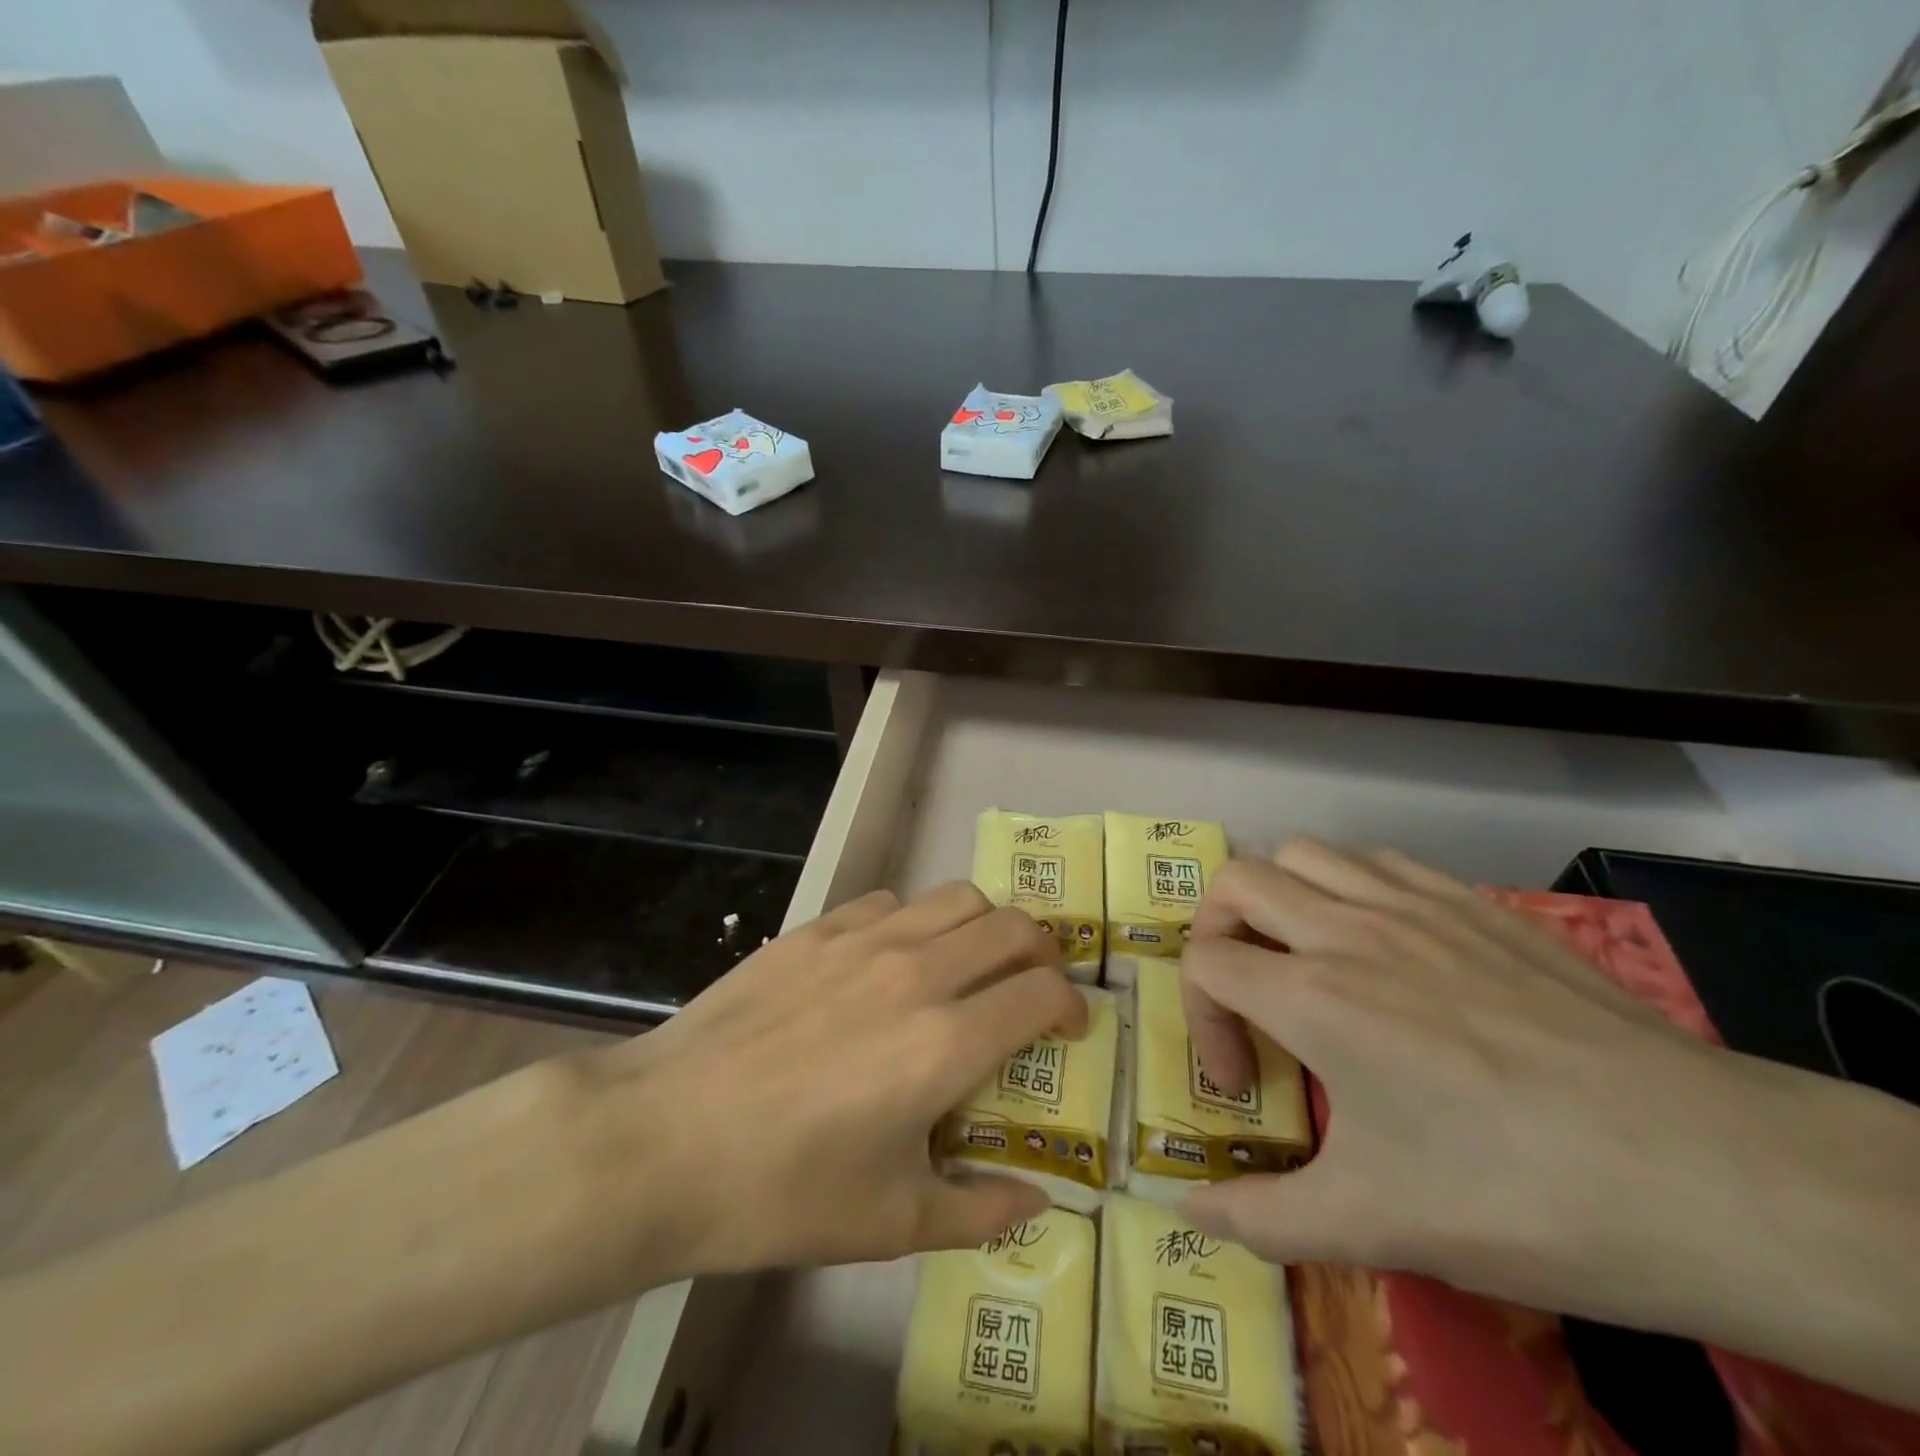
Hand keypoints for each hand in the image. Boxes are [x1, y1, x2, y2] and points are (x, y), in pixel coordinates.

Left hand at [574, 883, 1084, 1279]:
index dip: (1071, 1007)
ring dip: (983, 927)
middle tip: (1032, 987)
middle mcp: (917, 971)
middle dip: (1042, 953)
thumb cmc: (782, 1190)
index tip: (1069, 1030)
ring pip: (956, 898)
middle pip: (1013, 926)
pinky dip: (913, 923)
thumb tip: (1035, 1199)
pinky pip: (889, 903)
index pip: (1043, 992)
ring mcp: (863, 940)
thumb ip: (978, 1210)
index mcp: (946, 1040)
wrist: (662, 1139)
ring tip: (969, 965)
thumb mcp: (890, 1222)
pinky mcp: (815, 929)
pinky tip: (888, 962)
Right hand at [1177, 840, 1795, 1320]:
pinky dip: (1350, 885)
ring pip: (1305, 854)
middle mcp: (1349, 930)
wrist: (1711, 1176)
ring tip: (1304, 957)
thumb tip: (1186, 1210)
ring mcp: (1417, 906)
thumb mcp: (1376, 1226)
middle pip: (1236, 882)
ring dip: (1280, 896)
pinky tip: (1381, 941)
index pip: (1204, 964)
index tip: (1243, 1083)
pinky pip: (1380, 860)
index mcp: (1314, 996)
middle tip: (1246, 994)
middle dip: (1216, 932)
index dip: (1201, 1020)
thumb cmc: (1521, 1198)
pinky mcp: (1477, 904)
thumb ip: (1263, 1217)